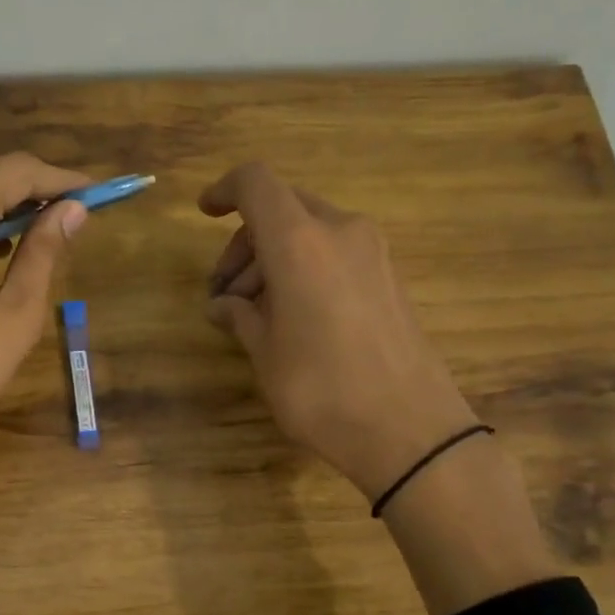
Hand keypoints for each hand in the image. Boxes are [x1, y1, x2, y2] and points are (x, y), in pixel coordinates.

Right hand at [200, 162, 478, 501]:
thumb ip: (240, 316)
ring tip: (252, 313)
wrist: (410, 431)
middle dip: (245, 242)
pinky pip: (335, 253)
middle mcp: (339, 232)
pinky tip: (291, 316)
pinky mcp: (389, 278)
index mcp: (300, 241)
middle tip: (224, 293)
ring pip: (310, 231)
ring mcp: (372, 253)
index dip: (225, 190)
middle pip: (282, 209)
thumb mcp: (265, 353)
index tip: (205, 213)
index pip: (256, 183)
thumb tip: (222, 305)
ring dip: (273, 259)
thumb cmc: (321, 388)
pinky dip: (305, 268)